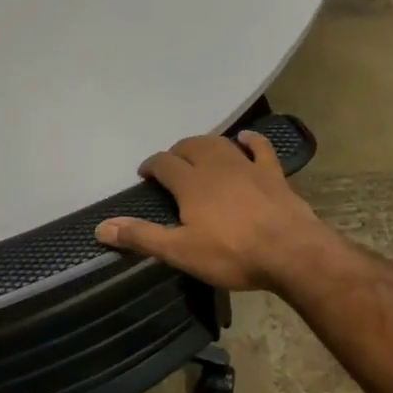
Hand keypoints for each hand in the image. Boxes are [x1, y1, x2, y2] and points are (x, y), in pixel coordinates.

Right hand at [95, 133, 341, 293]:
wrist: (290, 252)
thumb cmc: (232, 254)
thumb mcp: (180, 252)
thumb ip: (142, 237)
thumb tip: (101, 227)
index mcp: (190, 183)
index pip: (163, 163)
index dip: (151, 165)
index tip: (145, 174)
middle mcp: (215, 165)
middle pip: (190, 147)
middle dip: (177, 153)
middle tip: (171, 167)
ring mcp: (246, 166)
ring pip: (219, 143)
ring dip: (205, 144)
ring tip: (198, 153)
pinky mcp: (272, 173)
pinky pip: (259, 148)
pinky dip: (250, 140)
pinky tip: (245, 139)